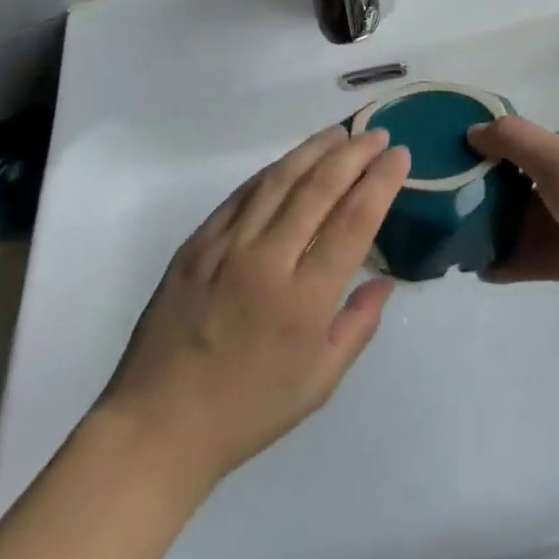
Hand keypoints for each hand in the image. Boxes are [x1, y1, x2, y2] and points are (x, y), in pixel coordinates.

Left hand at [101, 125, 410, 485]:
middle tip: (378, 135)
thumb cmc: (248, 411)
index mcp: (304, 301)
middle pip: (320, 189)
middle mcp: (268, 262)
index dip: (381, 182)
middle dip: (355, 154)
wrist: (158, 425)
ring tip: (339, 134)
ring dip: (314, 150)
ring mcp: (227, 248)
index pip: (354, 222)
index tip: (400, 156)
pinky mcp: (197, 243)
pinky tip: (291, 161)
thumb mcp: (319, 382)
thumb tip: (385, 280)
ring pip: (280, 180)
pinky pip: (242, 194)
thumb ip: (359, 325)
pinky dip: (272, 171)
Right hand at [467, 119, 558, 327]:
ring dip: (507, 232)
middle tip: (462, 208)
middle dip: (501, 196)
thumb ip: (511, 140)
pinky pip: (551, 256)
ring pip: (543, 222)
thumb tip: (474, 130)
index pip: (542, 142)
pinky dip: (522, 261)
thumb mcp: (554, 157)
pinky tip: (488, 270)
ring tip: (465, 244)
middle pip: (539, 183)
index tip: (471, 168)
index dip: (506, 153)